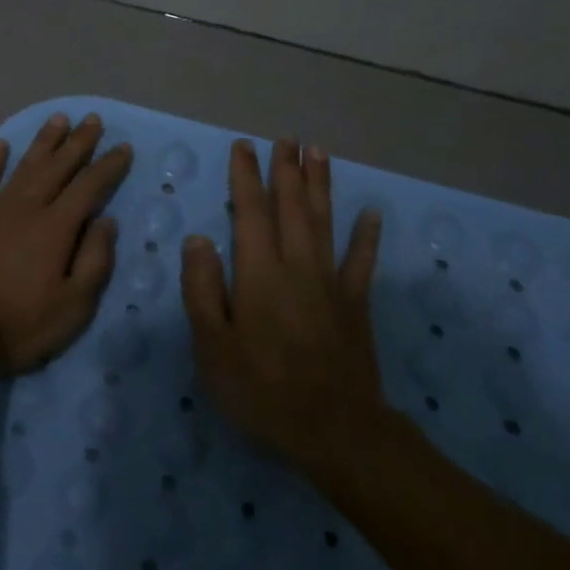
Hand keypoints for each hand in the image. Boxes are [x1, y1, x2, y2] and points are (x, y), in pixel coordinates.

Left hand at [0, 112, 132, 375]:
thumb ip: (95, 260)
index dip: (108, 166)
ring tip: (58, 119)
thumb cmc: (21, 325)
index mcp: (56, 228)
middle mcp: (27, 209)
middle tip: (93, 119)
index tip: (123, 148)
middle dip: (78, 143)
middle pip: (57, 168)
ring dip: (43, 143)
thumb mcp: (74, 306)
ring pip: (23, 167)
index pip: (89, 187)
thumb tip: (107, 221)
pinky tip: (0, 144)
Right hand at [181, 137, 385, 480]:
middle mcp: (297, 266)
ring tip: (319, 153)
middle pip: (292, 208)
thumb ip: (202, 289)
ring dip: (321, 185)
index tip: (244, 147)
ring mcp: (331, 283)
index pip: (250, 213)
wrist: (334, 431)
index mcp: (259, 274)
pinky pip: (362, 262)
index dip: (246, 177)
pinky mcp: (356, 305)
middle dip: (287, 170)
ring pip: (325, 222)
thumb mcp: (212, 347)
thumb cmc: (262, 390)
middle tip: (286, 138)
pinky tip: (371, 213)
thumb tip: (198, 239)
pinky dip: (366, 235)